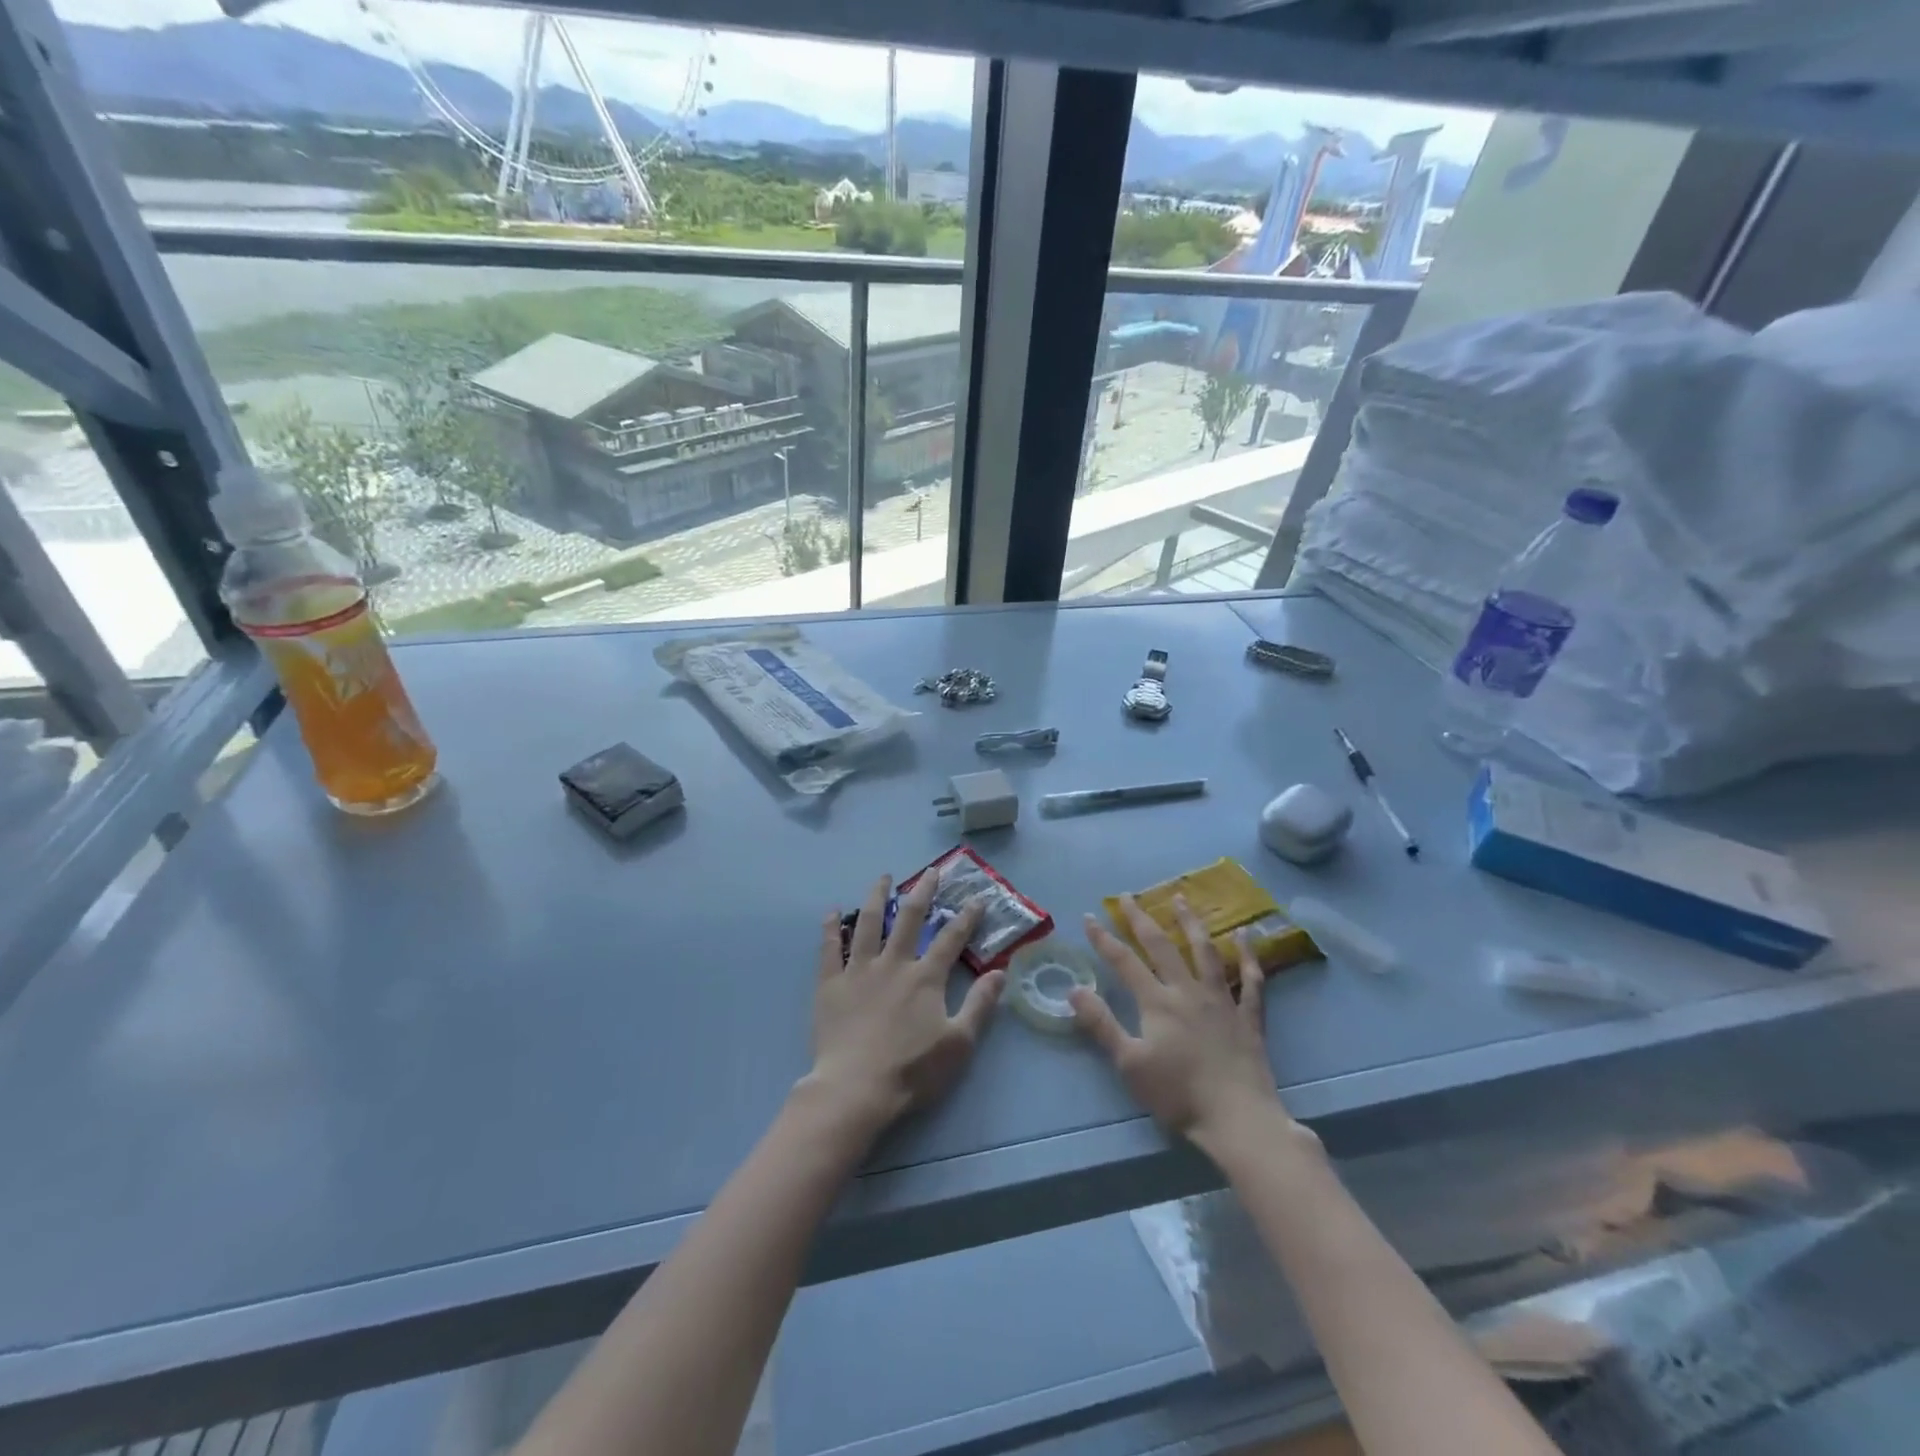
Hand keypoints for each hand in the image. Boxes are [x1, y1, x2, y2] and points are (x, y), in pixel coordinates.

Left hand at [801, 873, 1004, 1142]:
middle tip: (931, 872)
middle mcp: (893, 963)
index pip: (951, 938)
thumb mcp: (958, 1043)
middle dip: (923, 892)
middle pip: (909, 918)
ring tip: (883, 878)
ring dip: (876, 897)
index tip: (977, 898)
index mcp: (925, 977)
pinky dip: (830, 928)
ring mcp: (859, 970)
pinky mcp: (830, 984)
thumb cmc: (911, 1070)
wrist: (855, 1089)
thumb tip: (1001, 972)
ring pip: (867, 923)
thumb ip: (980, 1005)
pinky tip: (831, 912)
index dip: (966, 917)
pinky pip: (829, 949)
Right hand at [1072, 894, 1287, 1155]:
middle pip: (1162, 946)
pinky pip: (1251, 980)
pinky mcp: (1248, 1017)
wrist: (1238, 1119)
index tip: (1088, 917)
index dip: (1104, 939)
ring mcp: (1222, 1001)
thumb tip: (1074, 989)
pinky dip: (1248, 956)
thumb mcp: (1129, 1063)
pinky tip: (1245, 935)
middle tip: (1128, 896)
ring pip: (1205, 952)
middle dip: (1141, 919)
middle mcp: (1188, 991)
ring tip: (1181, 899)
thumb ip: (1101, 1024)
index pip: (1124, 962)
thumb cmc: (1178, 1094)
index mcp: (1158, 1002)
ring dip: (1191, 923)